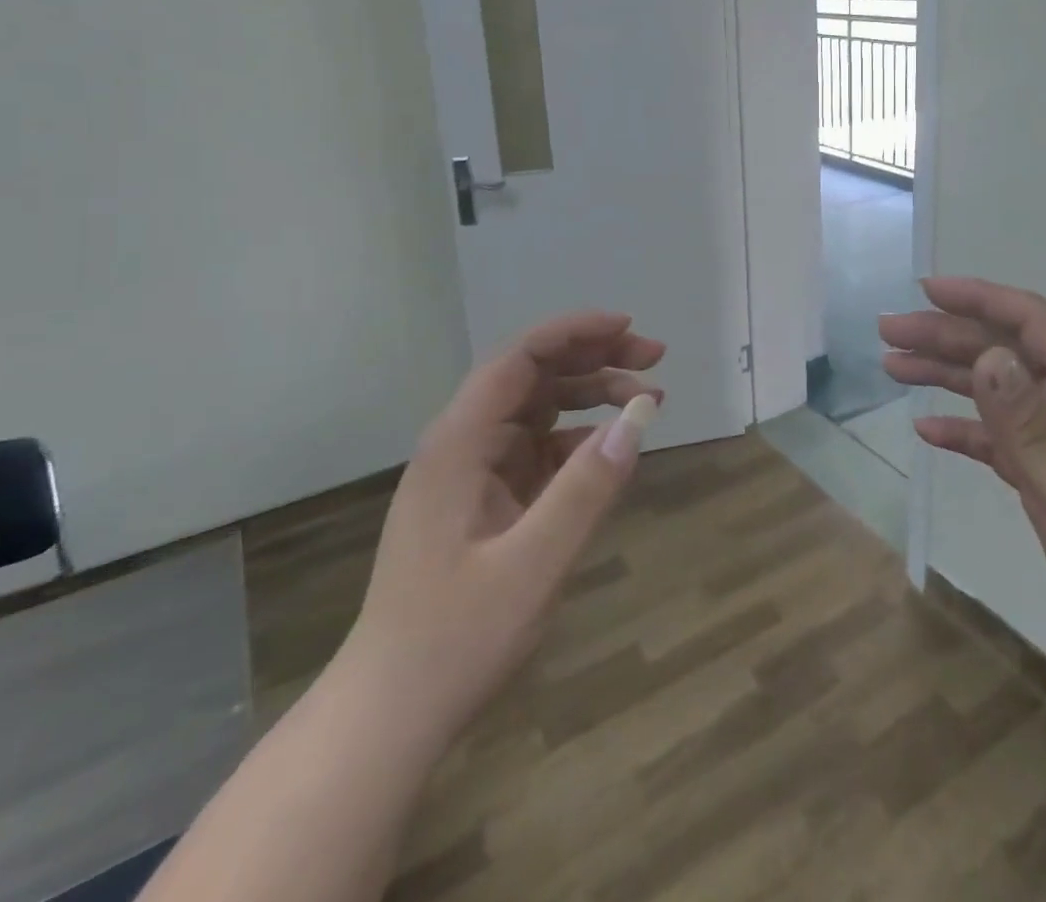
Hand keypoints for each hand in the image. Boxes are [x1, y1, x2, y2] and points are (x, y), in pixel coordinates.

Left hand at [338, 310, 663, 742]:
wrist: (389, 716)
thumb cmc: (454, 639)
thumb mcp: (534, 564)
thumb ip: (588, 487)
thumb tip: (640, 417)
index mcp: (460, 443)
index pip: (520, 358)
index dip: (575, 332)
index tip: (629, 329)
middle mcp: (463, 445)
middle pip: (533, 375)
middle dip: (595, 358)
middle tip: (656, 359)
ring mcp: (473, 474)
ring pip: (540, 409)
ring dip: (592, 395)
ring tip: (648, 398)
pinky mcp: (485, 502)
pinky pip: (539, 450)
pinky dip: (579, 439)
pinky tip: (611, 449)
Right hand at [881, 276, 1045, 710]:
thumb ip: (1028, 421)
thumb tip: (988, 355)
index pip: (1031, 322)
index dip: (978, 298)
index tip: (924, 290)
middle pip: (1005, 353)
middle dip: (946, 337)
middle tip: (888, 333)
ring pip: (998, 393)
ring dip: (948, 377)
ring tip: (894, 368)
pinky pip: (1002, 441)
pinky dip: (965, 430)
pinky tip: (927, 431)